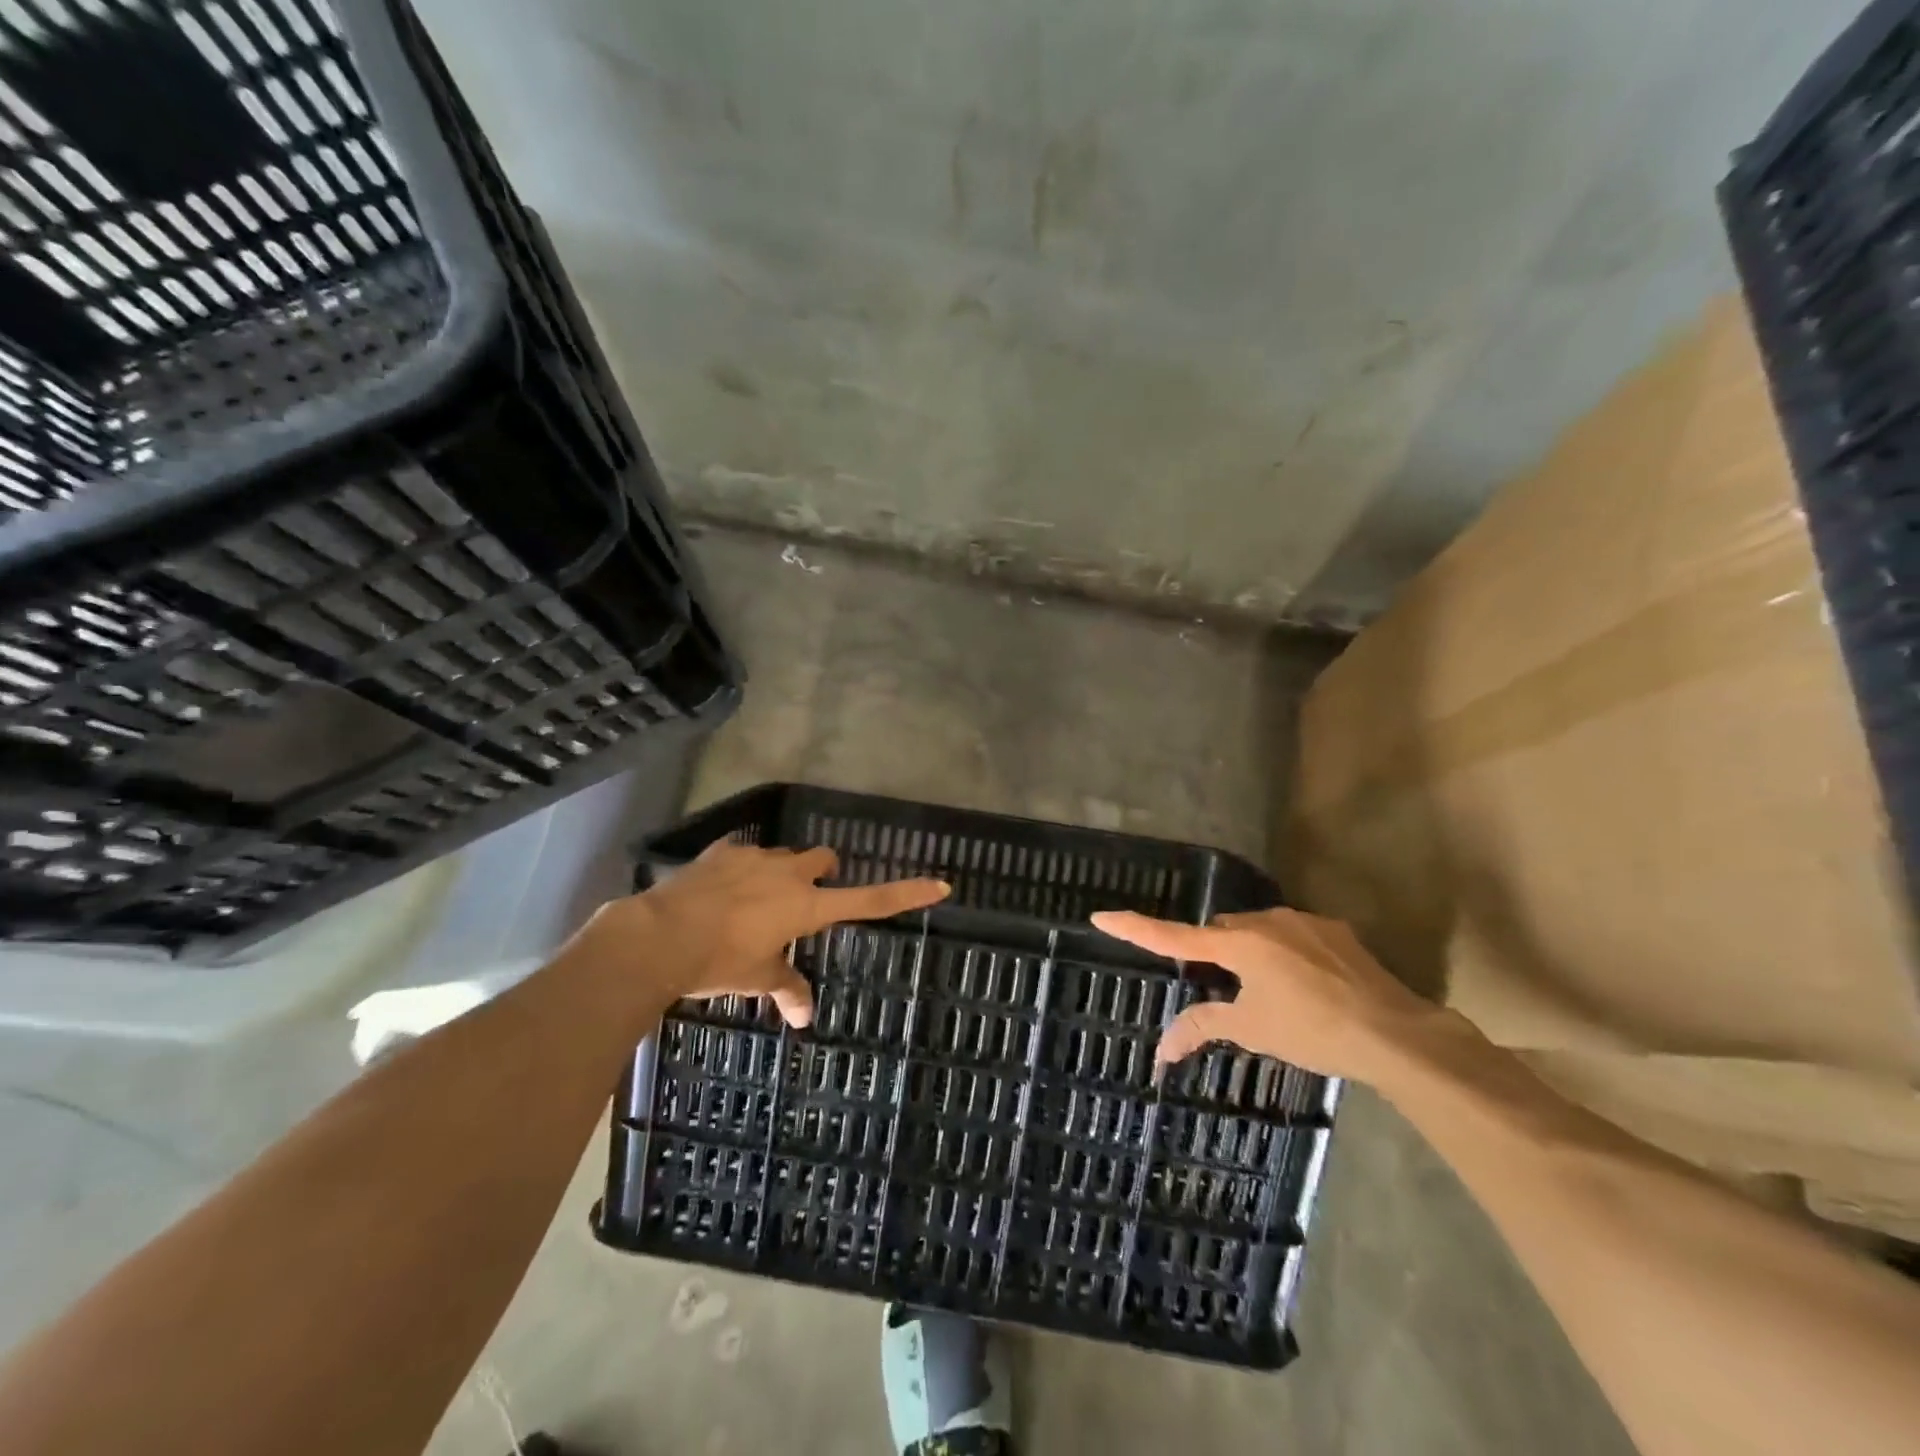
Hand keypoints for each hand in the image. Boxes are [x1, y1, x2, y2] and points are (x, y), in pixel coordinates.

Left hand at [572, 840, 949, 1027]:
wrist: (659, 936)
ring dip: (779, 874)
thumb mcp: (757, 978)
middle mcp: (788, 873)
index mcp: (807, 905)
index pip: (869, 900)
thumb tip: (804, 1018)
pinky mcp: (722, 852)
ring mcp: (753, 858)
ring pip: (782, 856)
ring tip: (752, 903)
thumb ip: (786, 990)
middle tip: (805, 900)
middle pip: (822, 860)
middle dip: (821, 873)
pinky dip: (741, 871)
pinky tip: (720, 893)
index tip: (939, 884)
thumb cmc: (719, 961)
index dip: (905, 893)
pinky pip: (743, 855)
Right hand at [1090, 906, 1437, 1079]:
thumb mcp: (1253, 1030)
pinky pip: (1293, 935)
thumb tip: (1161, 1050)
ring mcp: (1303, 922)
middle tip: (1223, 990)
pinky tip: (1308, 987)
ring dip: (1252, 953)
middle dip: (1214, 953)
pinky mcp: (1334, 931)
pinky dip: (1286, 954)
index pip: (1174, 936)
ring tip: (1272, 994)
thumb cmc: (1312, 1031)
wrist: (1396, 1033)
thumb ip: (1204, 1028)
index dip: (1136, 928)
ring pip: (1259, 931)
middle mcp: (1267, 921)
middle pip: (1221, 932)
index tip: (1101, 916)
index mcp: (1239, 943)